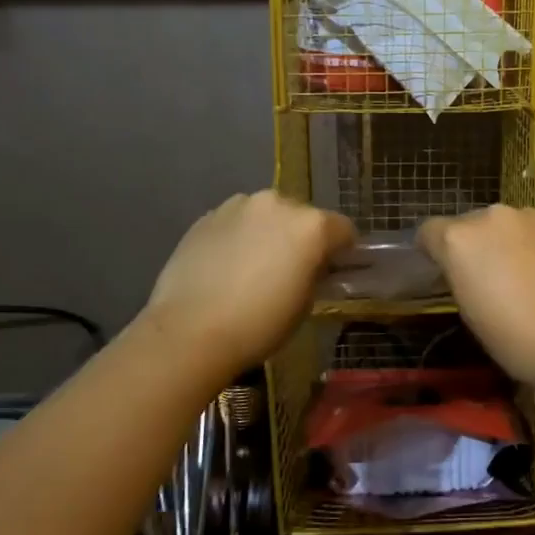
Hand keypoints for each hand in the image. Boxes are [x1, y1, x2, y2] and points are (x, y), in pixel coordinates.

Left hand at [145, 191, 355, 375]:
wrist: (190, 330)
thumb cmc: (260, 324)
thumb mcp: (305, 304)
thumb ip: (315, 273)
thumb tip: (313, 266)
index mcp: (311, 225)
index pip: (343, 229)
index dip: (342, 251)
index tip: (333, 271)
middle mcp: (277, 203)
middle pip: (302, 216)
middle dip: (301, 238)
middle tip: (290, 270)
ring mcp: (238, 206)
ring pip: (265, 215)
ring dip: (267, 232)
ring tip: (252, 267)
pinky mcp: (206, 216)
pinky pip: (235, 222)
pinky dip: (237, 237)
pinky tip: (225, 267)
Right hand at [419, 206, 534, 390]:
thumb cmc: (513, 337)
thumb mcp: (469, 311)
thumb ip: (460, 276)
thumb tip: (466, 269)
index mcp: (460, 238)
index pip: (429, 231)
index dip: (431, 250)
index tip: (441, 271)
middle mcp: (492, 216)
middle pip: (470, 224)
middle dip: (473, 245)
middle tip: (486, 278)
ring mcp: (531, 216)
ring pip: (507, 225)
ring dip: (507, 242)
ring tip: (523, 277)